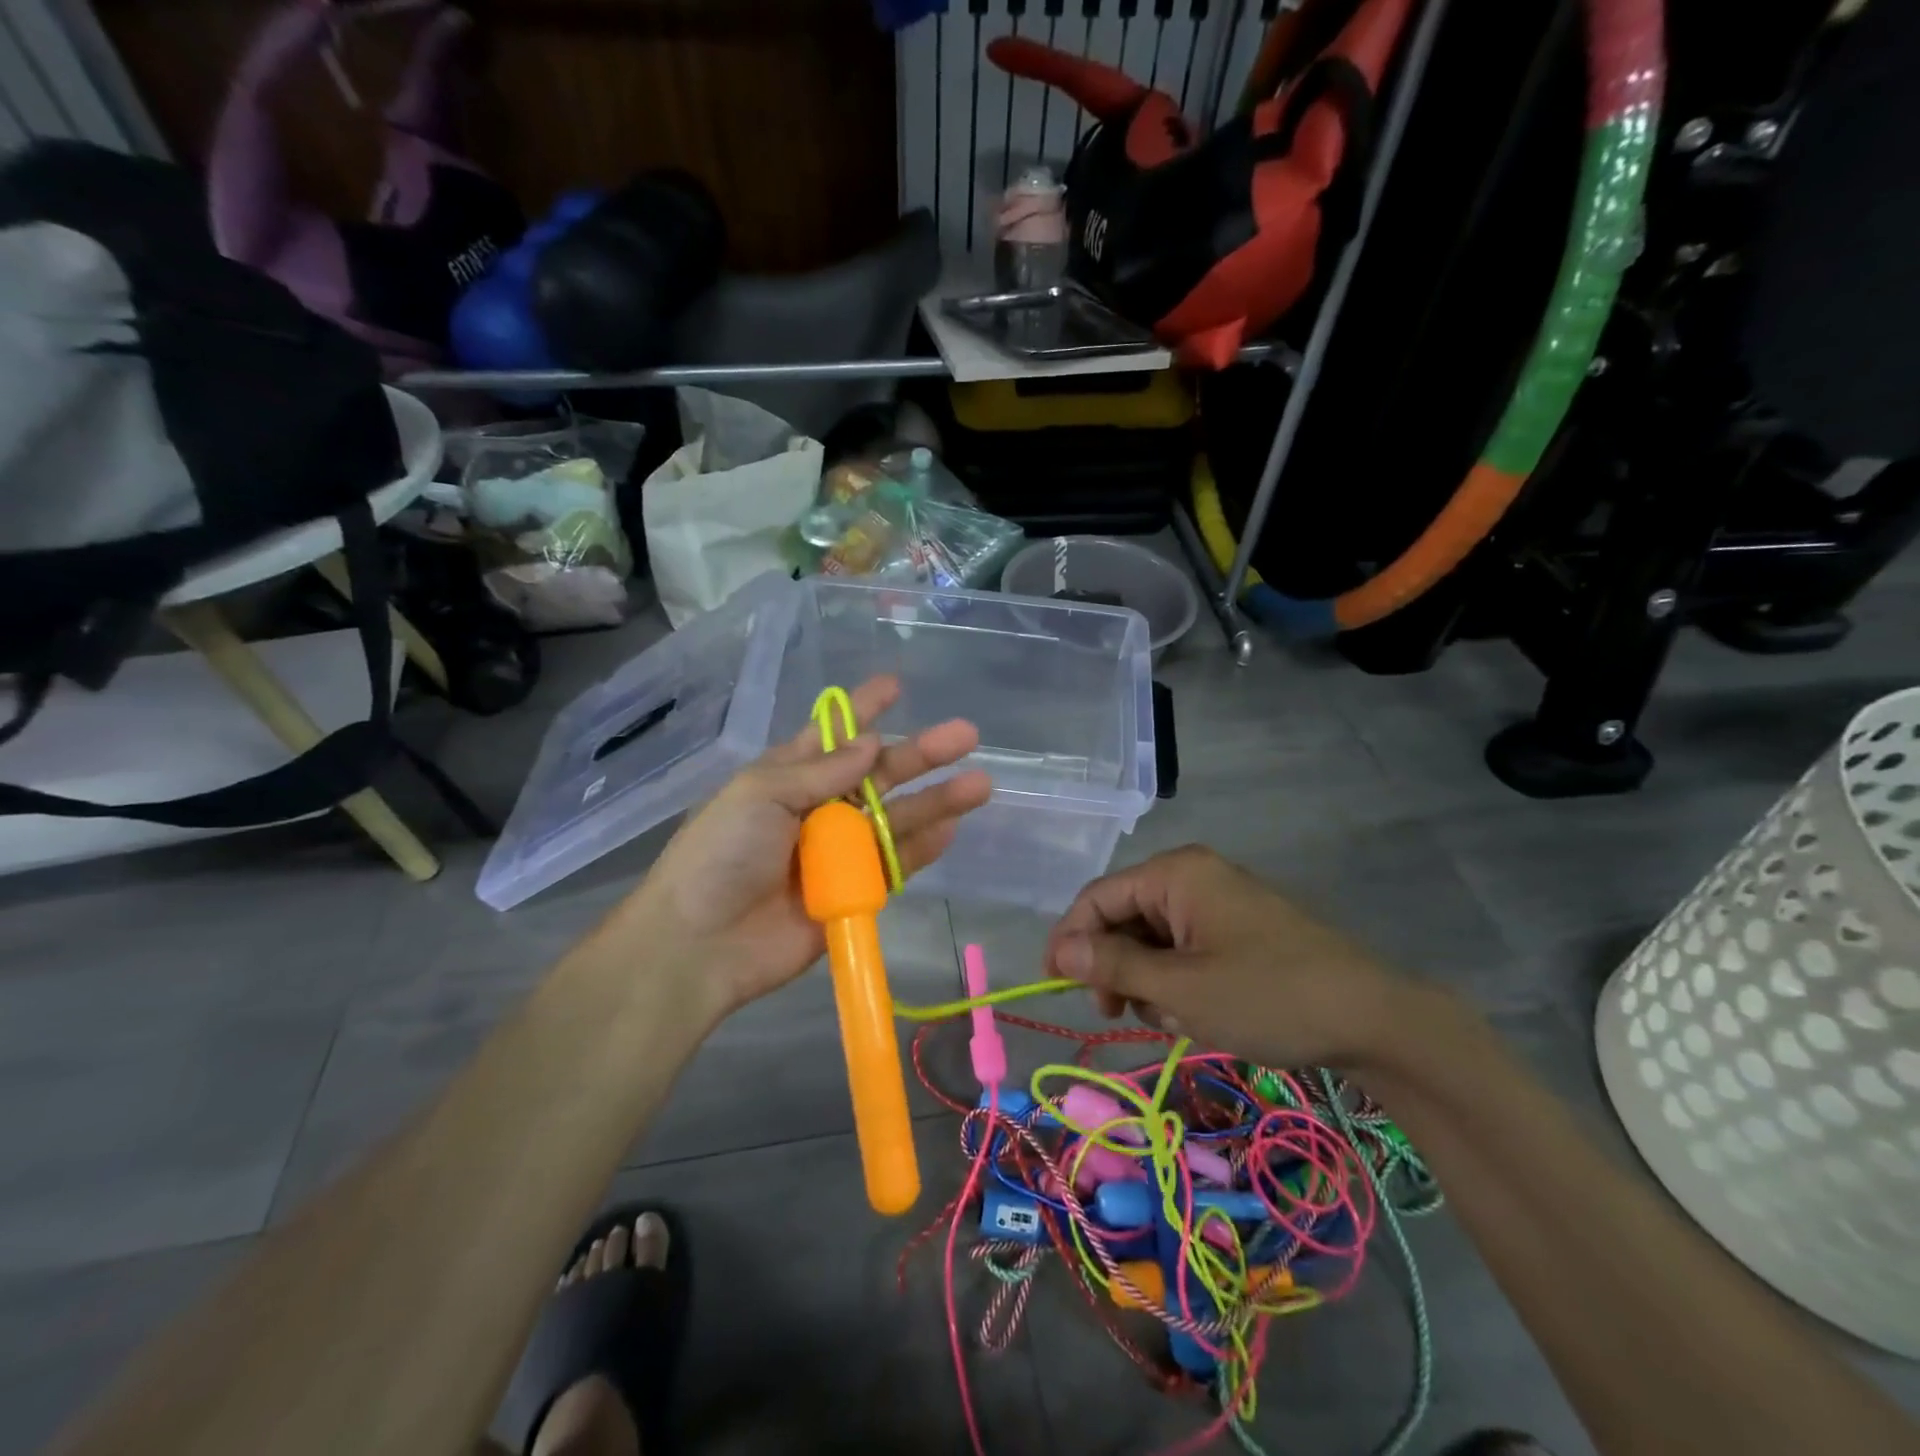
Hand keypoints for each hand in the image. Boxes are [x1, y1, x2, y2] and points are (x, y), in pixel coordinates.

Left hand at [603, 675, 991, 1025]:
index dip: (863, 709)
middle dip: (921, 754)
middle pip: (879, 774)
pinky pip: (895, 865)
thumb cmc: (721, 855)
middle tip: (966, 734)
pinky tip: (951, 827)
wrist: (702, 945)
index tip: (896, 685)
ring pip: (897, 818)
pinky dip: (923, 847)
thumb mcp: (760, 795)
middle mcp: (819, 809)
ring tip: (979, 784)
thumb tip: (871, 742)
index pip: (832, 735)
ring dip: (936, 801)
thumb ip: (820, 771)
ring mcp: (840, 852)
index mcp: (788, 777)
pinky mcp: (855, 893)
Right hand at [1043, 845, 1401, 1069]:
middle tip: (1116, 1013)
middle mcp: (1193, 876)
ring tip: (1174, 1019)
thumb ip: (1112, 963)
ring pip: (1153, 938)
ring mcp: (1220, 902)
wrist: (1374, 1020)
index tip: (1053, 986)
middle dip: (1115, 965)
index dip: (1069, 939)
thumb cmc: (1267, 996)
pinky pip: (1185, 948)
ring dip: (1148, 980)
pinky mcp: (1239, 929)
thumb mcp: (1179, 987)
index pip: (1098, 897)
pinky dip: (1178, 981)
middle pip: (1124, 916)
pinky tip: (1197, 1014)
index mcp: (1175, 873)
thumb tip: (1060, 950)